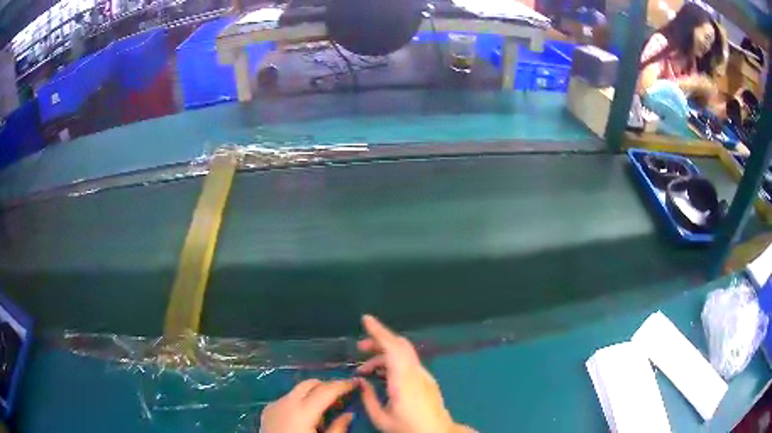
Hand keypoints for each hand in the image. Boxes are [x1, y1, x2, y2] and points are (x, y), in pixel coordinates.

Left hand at [260, 379, 356, 432]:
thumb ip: (338, 428)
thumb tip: (349, 415)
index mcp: (303, 411)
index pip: (326, 390)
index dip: (343, 385)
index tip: (357, 382)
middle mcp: (287, 402)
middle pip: (309, 383)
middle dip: (326, 385)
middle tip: (341, 395)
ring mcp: (274, 405)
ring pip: (297, 390)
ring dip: (312, 394)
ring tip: (324, 409)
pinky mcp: (267, 410)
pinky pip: (286, 399)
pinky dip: (299, 401)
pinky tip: (305, 416)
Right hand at [356, 315, 474, 432]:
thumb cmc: (408, 427)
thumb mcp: (381, 418)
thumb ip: (368, 397)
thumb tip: (361, 381)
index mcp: (403, 380)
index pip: (392, 347)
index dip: (378, 331)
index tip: (366, 319)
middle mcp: (416, 373)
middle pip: (399, 345)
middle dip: (378, 340)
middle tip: (359, 348)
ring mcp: (424, 375)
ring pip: (404, 353)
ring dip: (384, 354)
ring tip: (365, 369)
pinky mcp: (428, 380)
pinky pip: (409, 362)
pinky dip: (393, 361)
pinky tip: (383, 375)